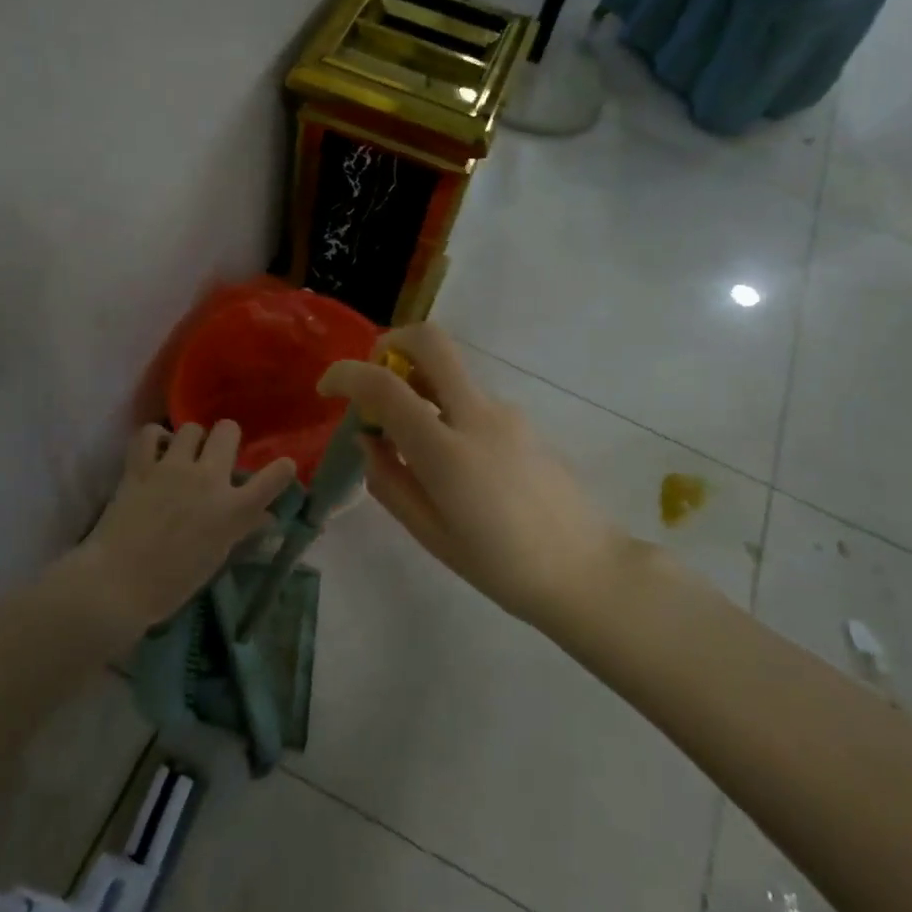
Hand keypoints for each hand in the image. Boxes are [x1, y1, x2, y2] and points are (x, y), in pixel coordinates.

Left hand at [81, 421, 297, 631]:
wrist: (118, 584)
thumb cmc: (172, 583)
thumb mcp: (217, 557)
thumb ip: (242, 528)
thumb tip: (265, 516)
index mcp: (233, 509)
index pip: (275, 477)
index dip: (282, 468)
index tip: (281, 468)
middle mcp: (209, 479)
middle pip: (228, 430)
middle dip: (226, 440)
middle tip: (216, 457)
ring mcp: (173, 468)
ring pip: (191, 428)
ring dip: (191, 441)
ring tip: (182, 457)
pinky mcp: (140, 466)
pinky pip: (149, 433)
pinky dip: (154, 439)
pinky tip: (154, 453)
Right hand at [318, 322, 620, 625]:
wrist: (585, 570)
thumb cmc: (501, 566)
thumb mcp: (430, 534)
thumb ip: (390, 481)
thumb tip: (369, 442)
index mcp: (447, 451)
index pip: (385, 386)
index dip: (346, 375)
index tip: (327, 389)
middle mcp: (477, 415)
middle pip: (430, 341)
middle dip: (390, 344)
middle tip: (373, 380)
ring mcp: (505, 412)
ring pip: (450, 372)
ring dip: (418, 384)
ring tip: (409, 442)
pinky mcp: (522, 419)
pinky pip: (470, 398)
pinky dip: (444, 407)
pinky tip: (450, 460)